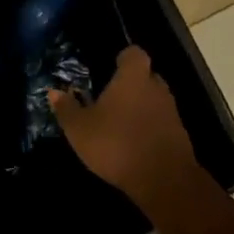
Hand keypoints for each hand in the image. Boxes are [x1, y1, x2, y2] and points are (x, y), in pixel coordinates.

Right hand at [49, 46, 199, 211]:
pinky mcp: (180, 135)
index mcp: (133, 76)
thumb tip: (53, 91)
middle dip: (131, 84)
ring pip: (154, 99)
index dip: (123, 58)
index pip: (134, 53)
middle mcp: (156, 86)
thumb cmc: (117, 144)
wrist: (164, 180)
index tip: (111, 67)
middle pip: (145, 76)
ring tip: (121, 123)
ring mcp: (171, 110)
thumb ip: (67, 109)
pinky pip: (162, 122)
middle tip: (111, 99)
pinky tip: (135, 144)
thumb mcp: (80, 129)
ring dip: (141, 107)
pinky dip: (150, 128)